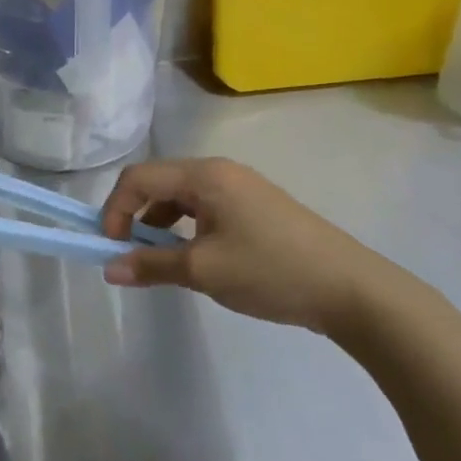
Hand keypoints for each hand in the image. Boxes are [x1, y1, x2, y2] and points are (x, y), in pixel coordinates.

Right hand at [99, 157, 393, 334]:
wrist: (351, 289)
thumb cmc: (270, 271)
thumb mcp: (203, 271)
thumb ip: (151, 265)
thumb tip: (109, 268)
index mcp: (205, 175)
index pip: (138, 178)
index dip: (115, 209)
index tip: (111, 248)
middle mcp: (221, 172)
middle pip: (158, 183)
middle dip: (135, 217)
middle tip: (131, 255)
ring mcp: (242, 188)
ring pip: (181, 198)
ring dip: (160, 226)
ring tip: (162, 262)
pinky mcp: (256, 208)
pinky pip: (204, 210)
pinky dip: (186, 230)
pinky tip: (196, 260)